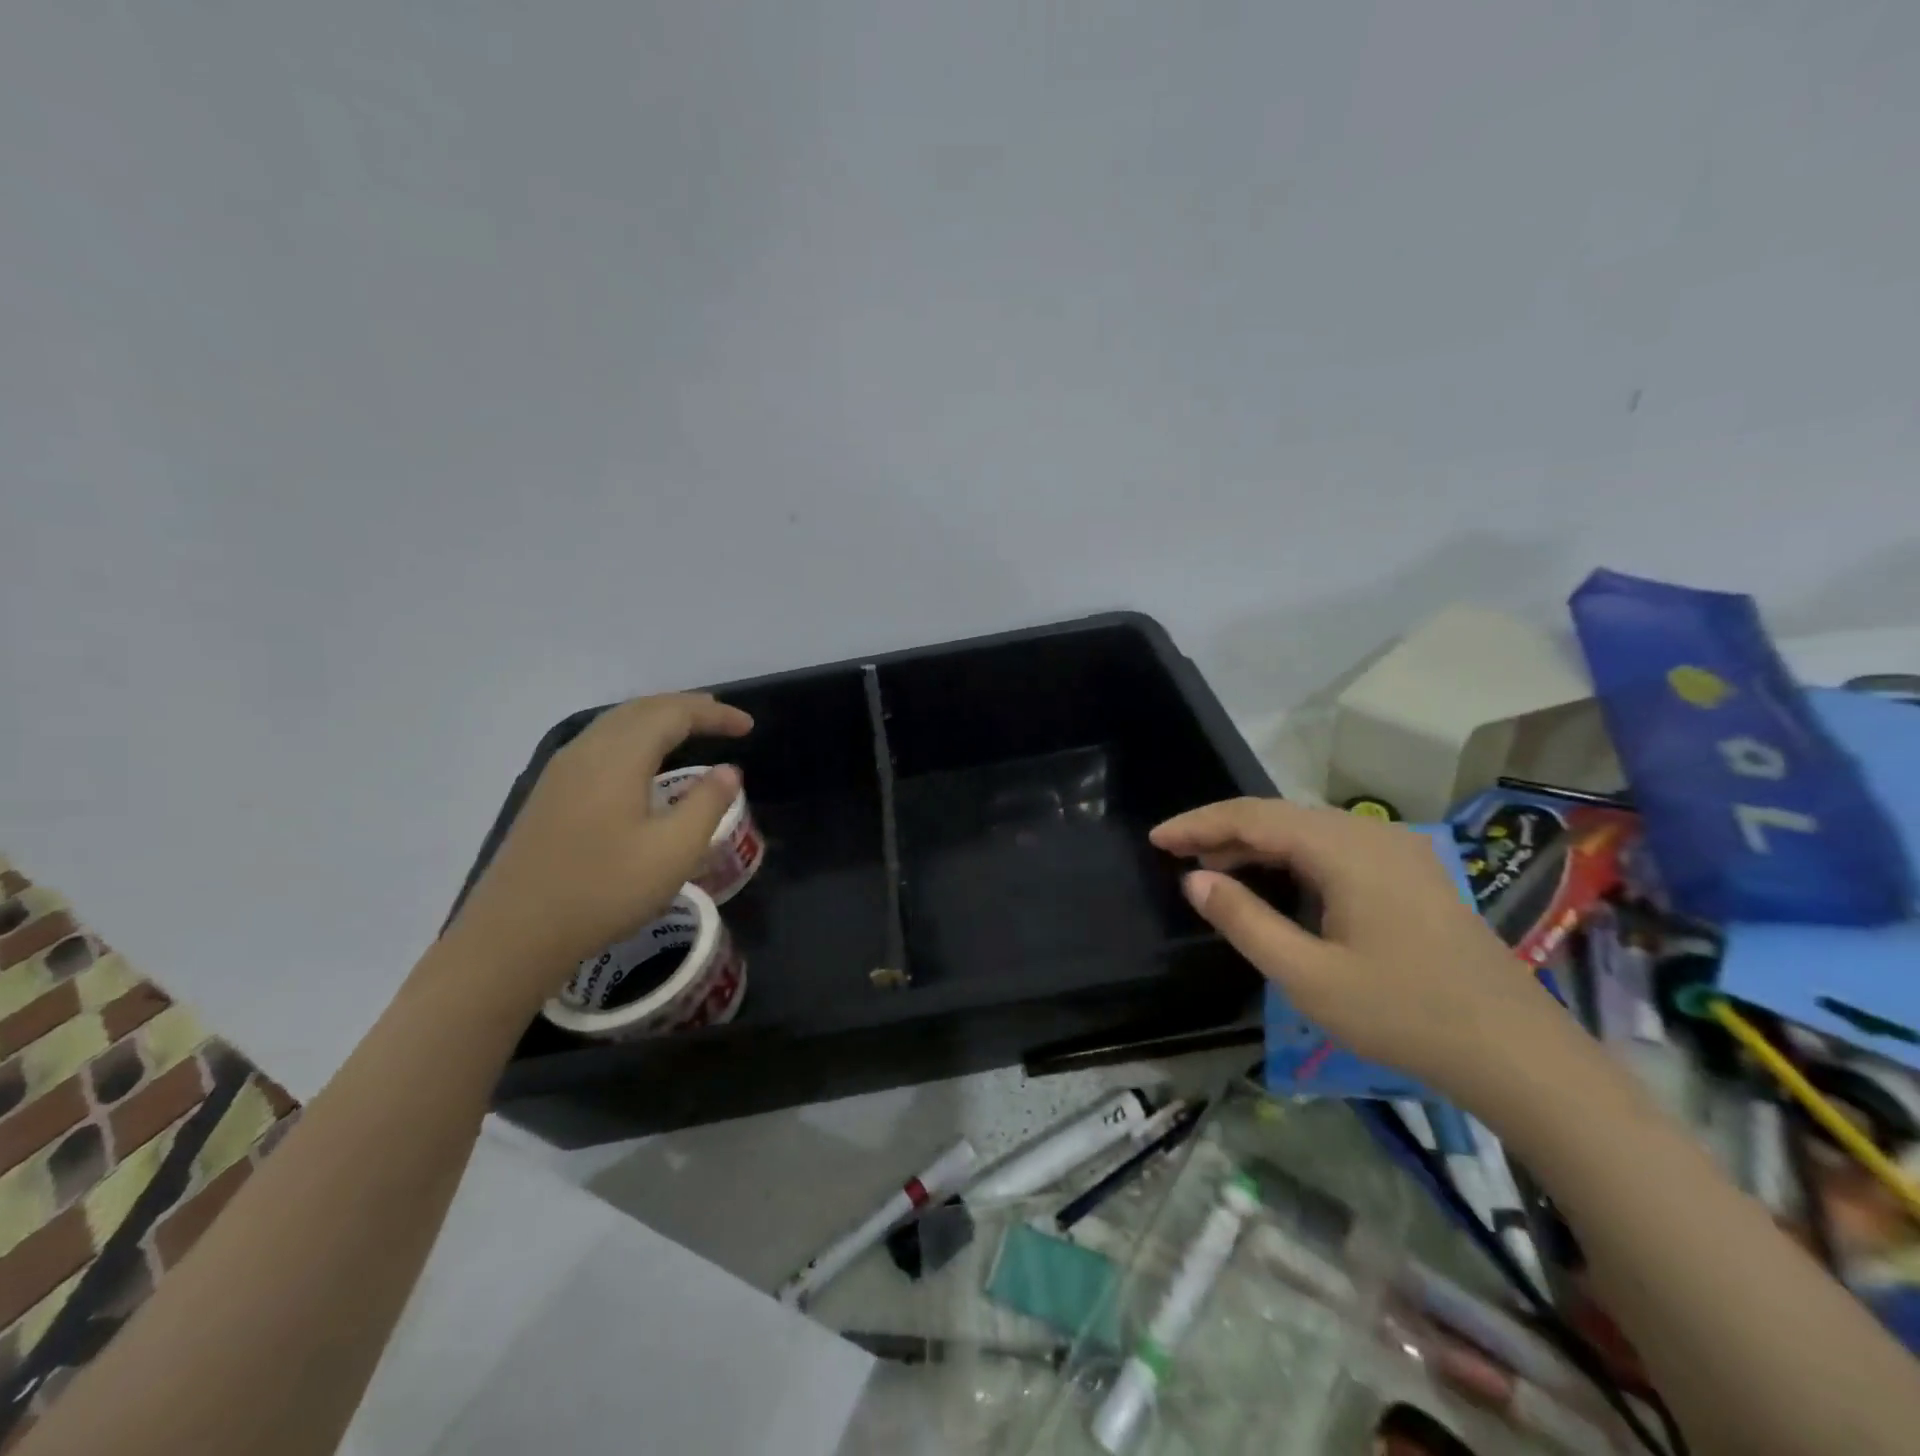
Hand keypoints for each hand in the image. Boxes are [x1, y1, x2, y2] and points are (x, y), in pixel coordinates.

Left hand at [443, 693, 752, 1008]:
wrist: (514, 936)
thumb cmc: (604, 891)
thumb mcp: (674, 851)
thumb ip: (707, 803)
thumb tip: (728, 771)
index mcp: (618, 757)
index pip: (673, 714)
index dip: (714, 714)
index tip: (749, 726)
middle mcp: (586, 751)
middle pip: (641, 709)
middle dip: (686, 708)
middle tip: (723, 719)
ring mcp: (562, 772)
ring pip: (617, 724)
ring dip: (658, 719)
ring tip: (690, 730)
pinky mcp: (550, 794)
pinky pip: (601, 744)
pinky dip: (635, 737)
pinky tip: (643, 763)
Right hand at [1150, 798, 1581, 1111]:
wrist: (1518, 1054)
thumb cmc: (1404, 1014)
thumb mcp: (1307, 976)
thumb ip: (1244, 920)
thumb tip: (1194, 878)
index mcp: (1344, 849)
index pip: (1253, 817)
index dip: (1199, 823)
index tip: (1156, 839)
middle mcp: (1371, 834)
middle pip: (1279, 815)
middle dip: (1223, 832)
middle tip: (1178, 856)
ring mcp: (1397, 850)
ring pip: (1307, 830)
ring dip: (1257, 845)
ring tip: (1214, 870)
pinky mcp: (1411, 873)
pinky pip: (1334, 848)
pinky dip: (1292, 858)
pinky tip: (1275, 883)